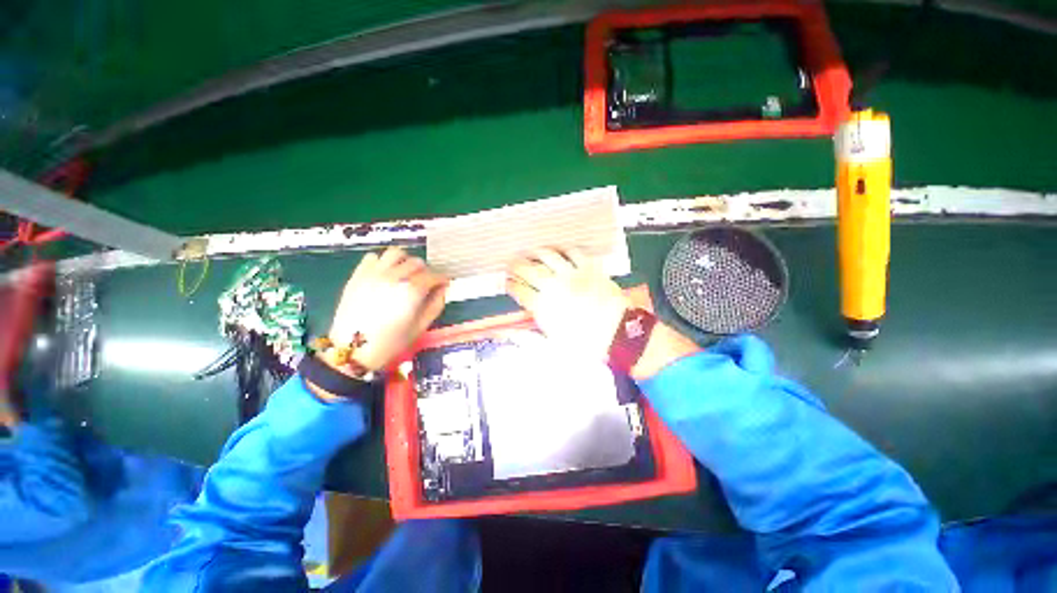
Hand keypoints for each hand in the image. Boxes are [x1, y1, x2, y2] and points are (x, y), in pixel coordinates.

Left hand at [328, 247, 447, 372]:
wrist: (352, 350)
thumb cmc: (391, 342)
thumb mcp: (421, 326)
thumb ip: (436, 304)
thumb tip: (443, 289)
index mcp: (412, 291)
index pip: (434, 275)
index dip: (442, 279)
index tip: (443, 284)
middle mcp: (394, 276)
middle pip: (417, 262)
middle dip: (426, 271)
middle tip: (425, 282)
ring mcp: (374, 273)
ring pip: (396, 253)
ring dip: (405, 261)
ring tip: (405, 273)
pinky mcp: (358, 275)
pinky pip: (374, 257)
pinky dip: (383, 262)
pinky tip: (385, 275)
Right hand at [506, 247, 699, 379]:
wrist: (619, 335)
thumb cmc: (586, 345)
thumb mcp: (554, 347)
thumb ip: (531, 338)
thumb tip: (513, 333)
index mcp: (544, 307)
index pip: (520, 291)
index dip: (511, 285)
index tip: (507, 282)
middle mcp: (554, 287)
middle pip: (529, 270)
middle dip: (516, 265)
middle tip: (511, 263)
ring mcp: (572, 275)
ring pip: (548, 256)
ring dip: (536, 253)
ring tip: (531, 252)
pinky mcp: (589, 268)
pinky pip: (573, 252)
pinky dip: (563, 249)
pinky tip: (558, 250)